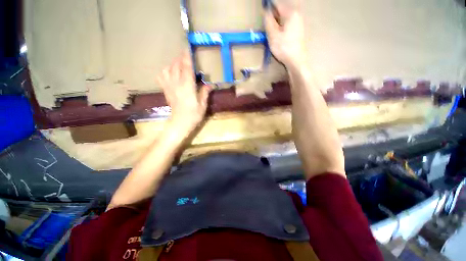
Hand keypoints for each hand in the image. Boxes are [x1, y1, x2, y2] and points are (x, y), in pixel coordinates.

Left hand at [157, 52, 210, 131]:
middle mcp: (177, 84)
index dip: (187, 57)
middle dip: (180, 59)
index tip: (188, 48)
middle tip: (186, 57)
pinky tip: (170, 73)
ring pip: (167, 69)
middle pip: (176, 66)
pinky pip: (161, 77)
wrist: (180, 123)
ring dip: (173, 64)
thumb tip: (210, 84)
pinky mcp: (166, 90)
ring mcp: (169, 86)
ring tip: (179, 65)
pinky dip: (165, 71)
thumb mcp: (203, 105)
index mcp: (187, 86)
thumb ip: (205, 92)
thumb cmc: (193, 115)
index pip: (187, 68)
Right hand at [264, 1, 306, 67]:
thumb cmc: (284, 48)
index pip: (277, 4)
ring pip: (283, 18)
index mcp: (290, 13)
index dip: (268, 7)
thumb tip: (265, 11)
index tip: (262, 13)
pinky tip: (278, 36)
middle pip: (281, 10)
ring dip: (276, 23)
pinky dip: (280, 27)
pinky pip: (287, 24)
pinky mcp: (298, 30)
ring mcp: (298, 22)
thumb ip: (268, 21)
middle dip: (272, 16)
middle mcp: (296, 14)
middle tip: (266, 27)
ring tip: (272, 33)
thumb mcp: (273, 35)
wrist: (296, 61)